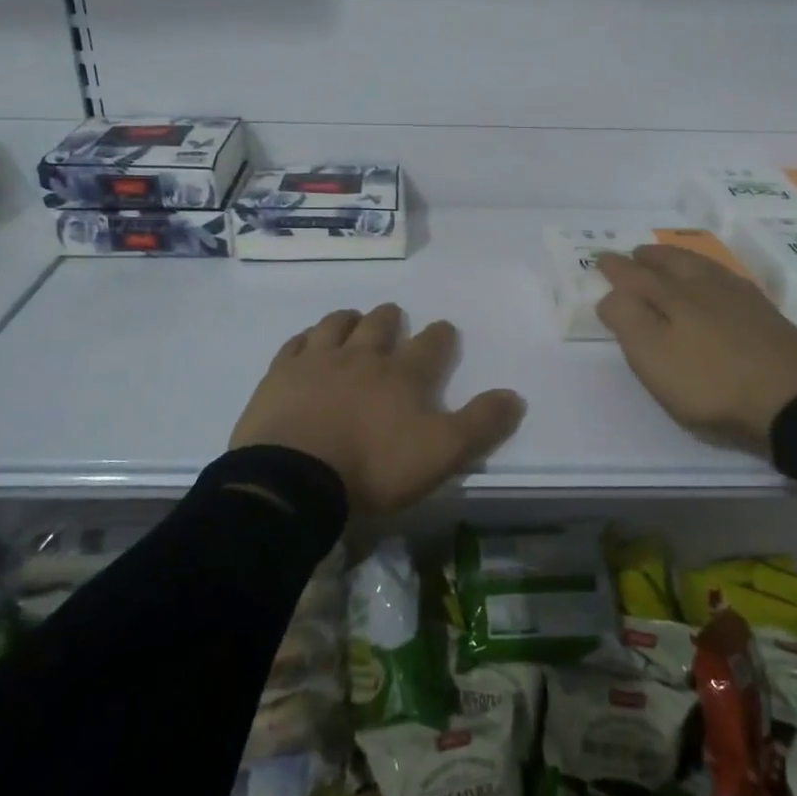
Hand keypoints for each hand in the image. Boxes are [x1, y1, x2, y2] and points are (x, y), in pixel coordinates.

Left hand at [230, 304, 525, 515]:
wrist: (295, 478)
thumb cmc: (374, 466)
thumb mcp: (442, 453)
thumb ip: (480, 424)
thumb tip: (515, 396)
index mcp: (402, 375)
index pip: (430, 345)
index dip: (441, 335)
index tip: (444, 329)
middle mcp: (362, 357)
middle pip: (380, 324)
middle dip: (390, 319)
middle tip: (393, 317)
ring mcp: (318, 361)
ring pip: (336, 325)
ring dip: (349, 319)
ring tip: (353, 319)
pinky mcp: (280, 375)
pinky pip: (296, 343)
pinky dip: (307, 338)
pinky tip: (307, 341)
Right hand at [595, 244, 796, 454]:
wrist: (794, 399)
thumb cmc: (711, 382)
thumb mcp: (653, 357)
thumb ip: (626, 320)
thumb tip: (610, 293)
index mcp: (672, 295)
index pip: (634, 275)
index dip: (615, 268)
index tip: (600, 260)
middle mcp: (703, 286)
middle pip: (671, 261)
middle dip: (648, 257)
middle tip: (635, 255)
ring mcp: (739, 297)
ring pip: (700, 266)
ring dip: (678, 260)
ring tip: (669, 262)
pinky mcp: (764, 314)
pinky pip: (724, 278)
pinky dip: (707, 274)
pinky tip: (713, 284)